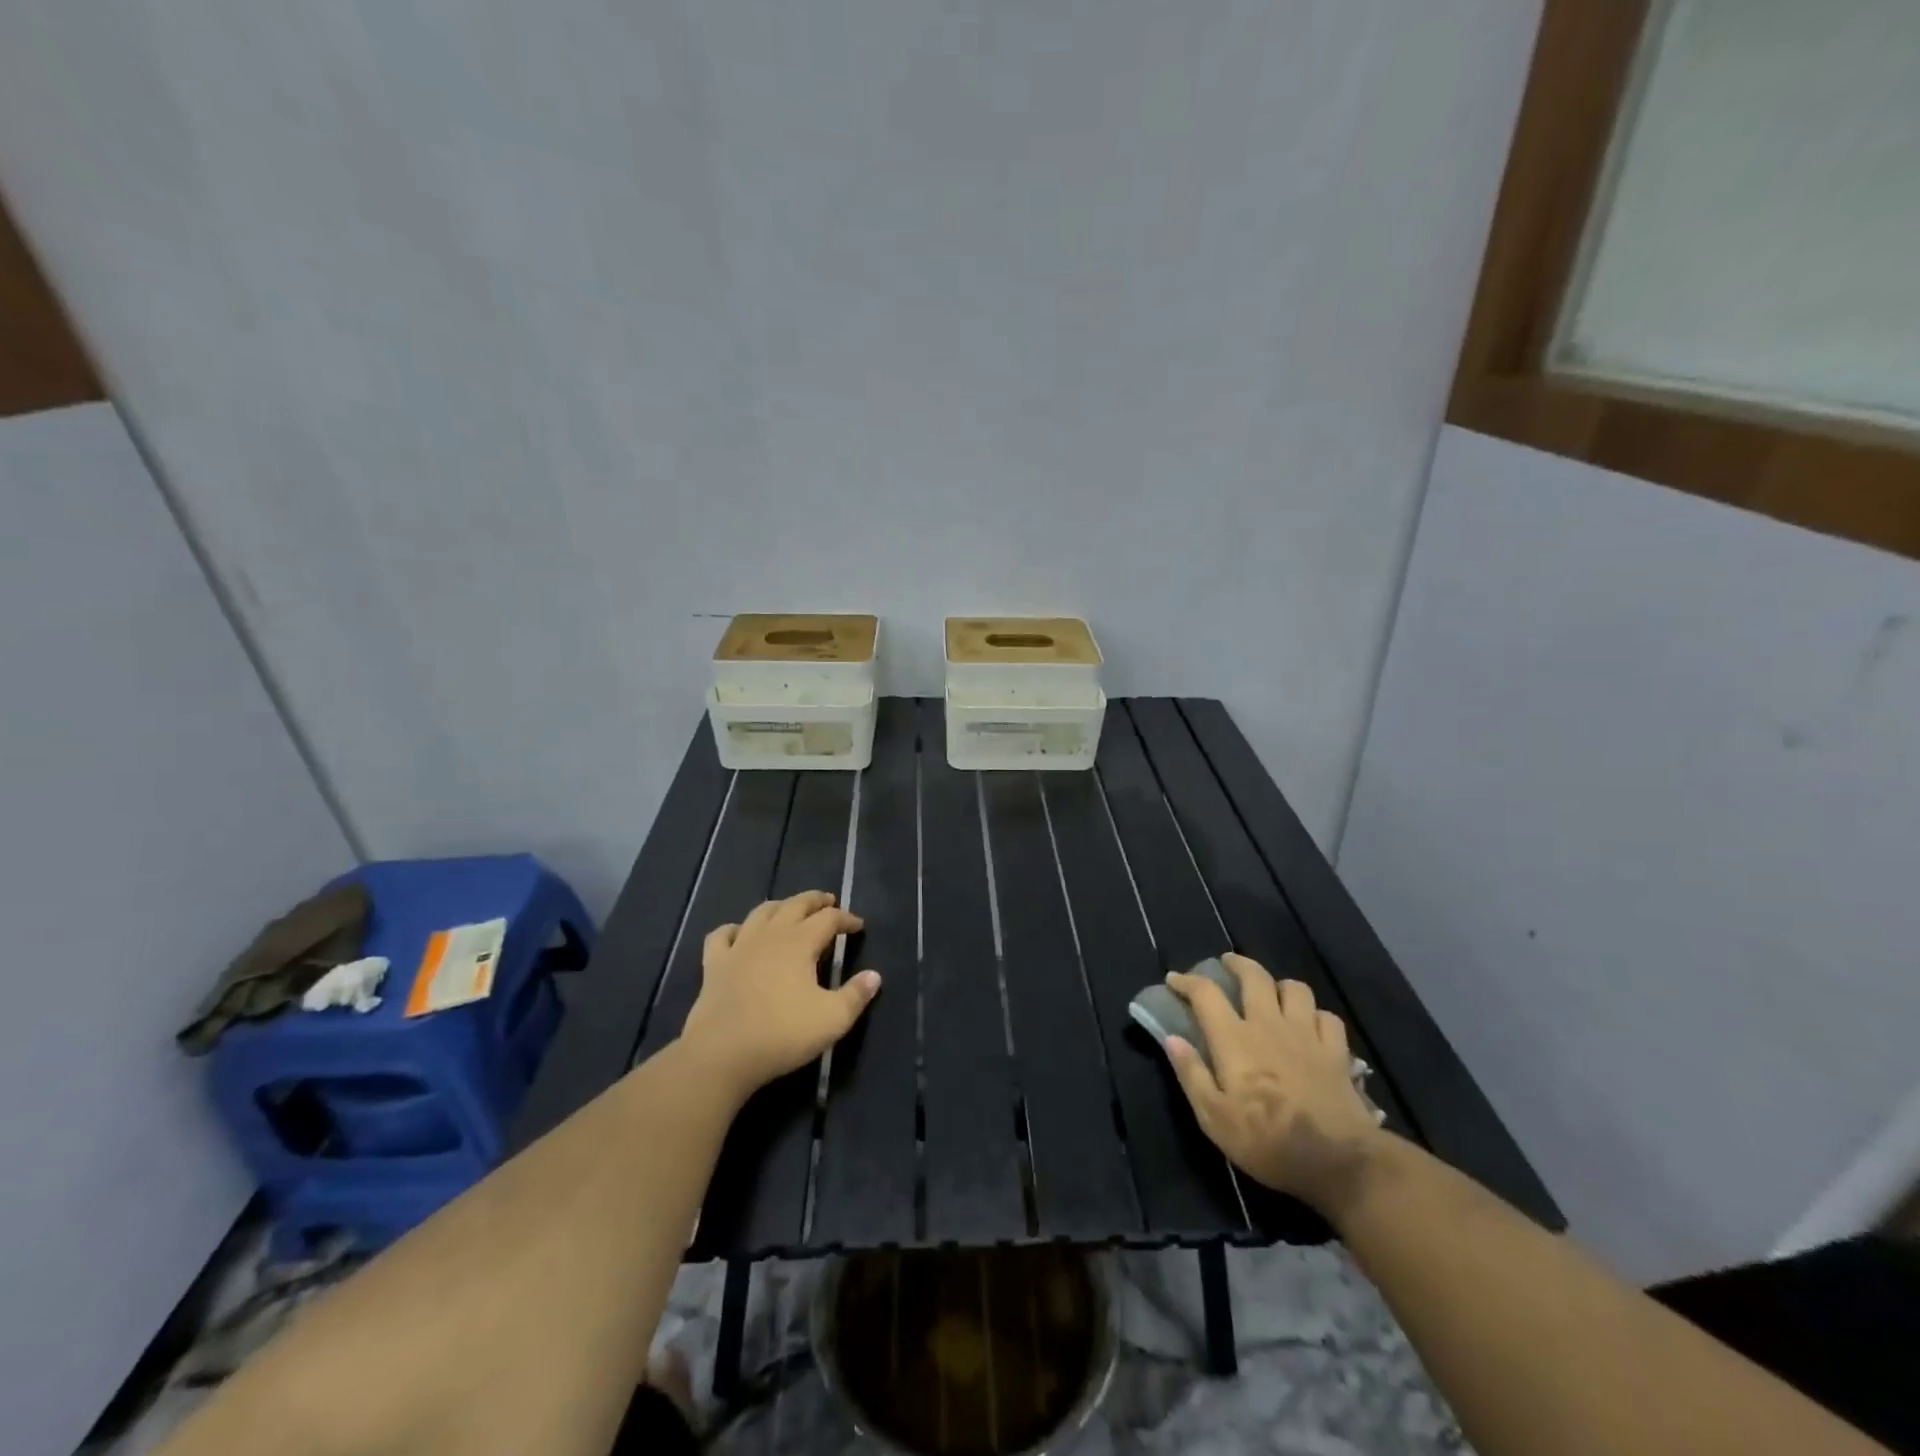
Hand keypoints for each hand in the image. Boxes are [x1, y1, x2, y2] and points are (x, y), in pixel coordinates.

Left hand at [678, 891, 880, 1098]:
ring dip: (780, 906)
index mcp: (800, 943)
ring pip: (761, 912)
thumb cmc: (782, 1034)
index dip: (846, 918)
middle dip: (815, 900)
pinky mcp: (714, 965)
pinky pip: (722, 935)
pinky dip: (734, 929)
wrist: (721, 1054)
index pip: (828, 918)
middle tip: (828, 902)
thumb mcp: (832, 1020)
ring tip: (790, 910)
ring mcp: (739, 947)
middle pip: (795, 904)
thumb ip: (856, 995)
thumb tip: (874, 976)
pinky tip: (739, 934)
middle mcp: (770, 935)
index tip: (858, 926)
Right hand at [1163, 953, 1383, 1212]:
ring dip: (1279, 985)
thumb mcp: (1214, 1118)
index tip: (1174, 980)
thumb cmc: (1267, 1141)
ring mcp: (1306, 1034)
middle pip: (1254, 976)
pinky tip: (1310, 1025)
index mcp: (1234, 1039)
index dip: (1186, 981)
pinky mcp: (1336, 1051)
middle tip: (1226, 964)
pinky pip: (1327, 1017)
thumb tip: (1171, 1038)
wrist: (1339, 1162)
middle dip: (1237, 964)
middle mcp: (1268, 1024)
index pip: (1206, 993)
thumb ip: (1191, 1074)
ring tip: (1272, 993)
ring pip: (1295, 988)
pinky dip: (1315, 1015)